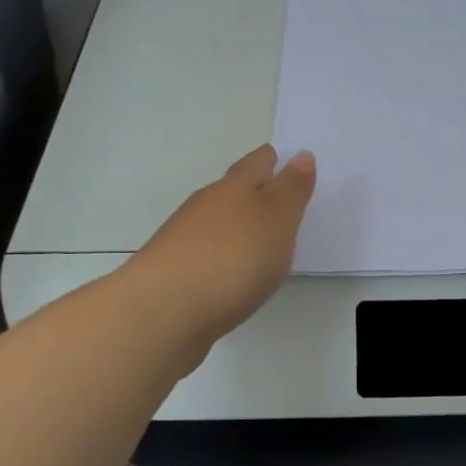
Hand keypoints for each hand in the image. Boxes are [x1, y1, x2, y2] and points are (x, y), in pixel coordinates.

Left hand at [124, 144, 316, 356]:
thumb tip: (302, 154)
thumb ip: (291, 189)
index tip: (281, 158)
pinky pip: (204, 252)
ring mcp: (183, 239)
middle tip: (274, 196)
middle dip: (252, 189)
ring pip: (215, 221)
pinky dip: (220, 254)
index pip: (255, 164)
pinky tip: (229, 270)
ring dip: (234, 224)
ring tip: (256, 237)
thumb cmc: (232, 258)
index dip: (270, 159)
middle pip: (232, 189)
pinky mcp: (173, 272)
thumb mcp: (276, 220)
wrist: (163, 311)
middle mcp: (205, 206)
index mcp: (233, 188)